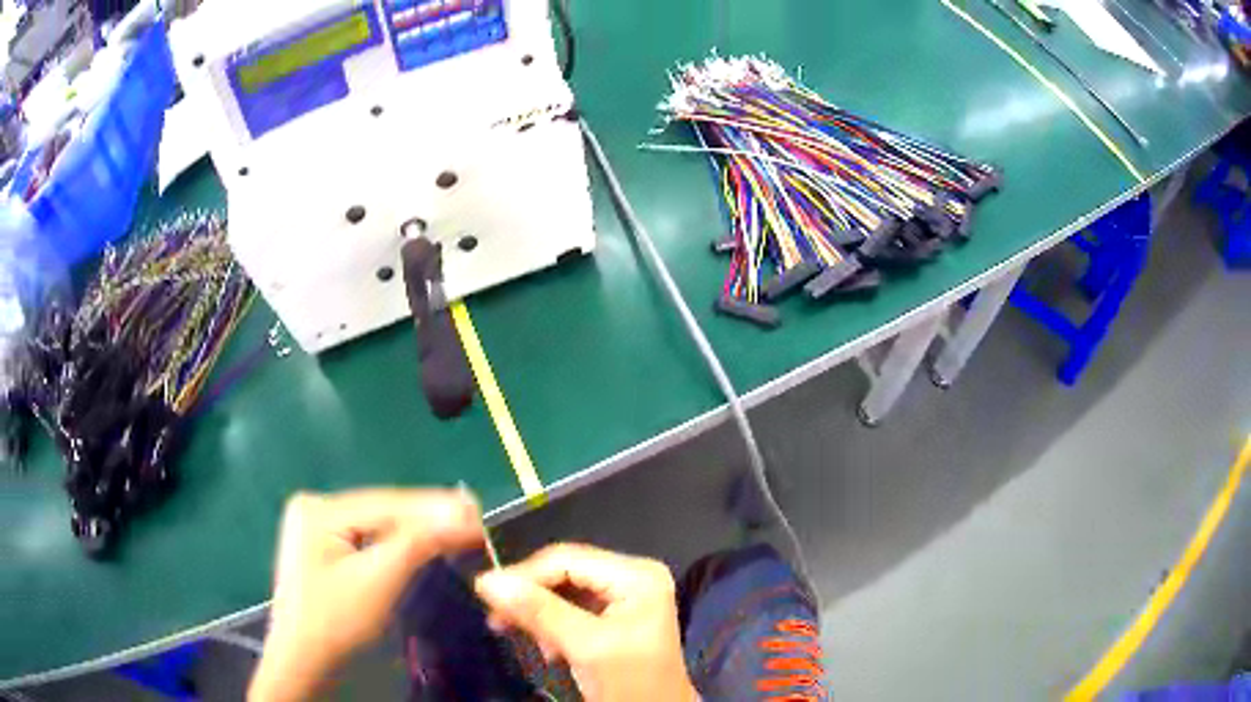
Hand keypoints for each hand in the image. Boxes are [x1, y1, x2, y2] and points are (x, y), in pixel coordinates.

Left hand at [249, 488, 481, 701]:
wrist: (308, 669)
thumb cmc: (336, 624)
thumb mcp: (378, 579)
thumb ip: (419, 541)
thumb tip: (466, 508)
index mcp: (318, 507)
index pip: (388, 502)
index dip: (436, 507)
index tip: (479, 512)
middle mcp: (316, 509)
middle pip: (384, 513)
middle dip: (429, 521)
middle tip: (477, 521)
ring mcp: (320, 532)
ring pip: (381, 529)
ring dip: (420, 533)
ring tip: (463, 530)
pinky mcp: (328, 555)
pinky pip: (373, 544)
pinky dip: (403, 547)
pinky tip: (428, 545)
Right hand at [475, 544, 697, 701]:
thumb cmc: (631, 683)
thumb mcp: (586, 647)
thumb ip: (539, 612)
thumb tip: (487, 580)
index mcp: (637, 575)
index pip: (567, 559)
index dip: (523, 574)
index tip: (483, 592)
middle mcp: (633, 575)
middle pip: (564, 572)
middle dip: (530, 596)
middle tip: (496, 619)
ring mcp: (626, 595)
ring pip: (563, 591)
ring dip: (538, 613)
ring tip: (521, 636)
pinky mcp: (616, 616)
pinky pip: (571, 608)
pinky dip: (552, 625)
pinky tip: (547, 648)